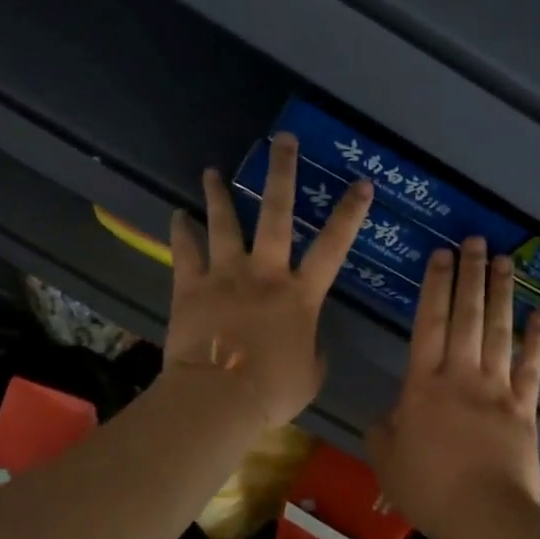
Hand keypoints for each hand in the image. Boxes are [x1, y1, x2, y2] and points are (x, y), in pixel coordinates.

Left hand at [164, 133, 372, 427]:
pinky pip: (185, 252)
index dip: (350, 213)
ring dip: (219, 195)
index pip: (333, 246)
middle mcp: (265, 273)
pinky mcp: (191, 287)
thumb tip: (310, 344)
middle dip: (282, 173)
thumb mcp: (310, 376)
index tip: (362, 183)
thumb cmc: (272, 391)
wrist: (219, 398)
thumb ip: (314, 353)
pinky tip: (177, 215)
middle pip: (277, 214)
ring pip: (225, 224)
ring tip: (212, 171)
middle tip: (282, 140)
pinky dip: (181, 232)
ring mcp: (226, 275)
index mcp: (300, 295)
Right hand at [368, 236, 539, 538]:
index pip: (429, 323)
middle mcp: (461, 376)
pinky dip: (535, 339)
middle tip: (474, 241)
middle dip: (469, 275)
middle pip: (467, 316)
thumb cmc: (428, 489)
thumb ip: (383, 431)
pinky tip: (539, 315)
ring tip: (504, 260)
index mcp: (423, 385)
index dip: (435, 286)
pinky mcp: (525, 408)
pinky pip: (531, 367)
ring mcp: (497, 389)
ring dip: (502, 293)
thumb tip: (388, 415)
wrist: (483, 515)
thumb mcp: (386, 461)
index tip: (441, 255)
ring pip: (499, 331)